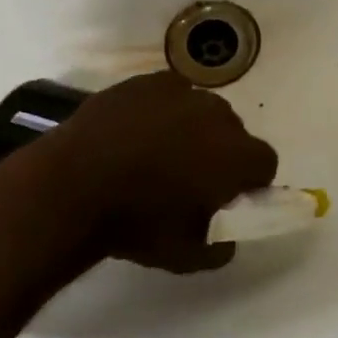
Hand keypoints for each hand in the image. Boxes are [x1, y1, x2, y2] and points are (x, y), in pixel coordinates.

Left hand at [42, 71, 277, 271]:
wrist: (73, 184)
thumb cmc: (136, 223)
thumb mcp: (185, 256)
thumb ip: (220, 246)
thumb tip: (227, 235)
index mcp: (235, 154)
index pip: (264, 162)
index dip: (250, 181)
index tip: (227, 197)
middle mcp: (217, 114)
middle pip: (234, 131)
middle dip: (220, 152)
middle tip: (189, 177)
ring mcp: (181, 91)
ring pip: (201, 110)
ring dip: (191, 128)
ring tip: (157, 152)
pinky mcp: (148, 81)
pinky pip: (169, 94)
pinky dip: (162, 110)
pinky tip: (136, 131)